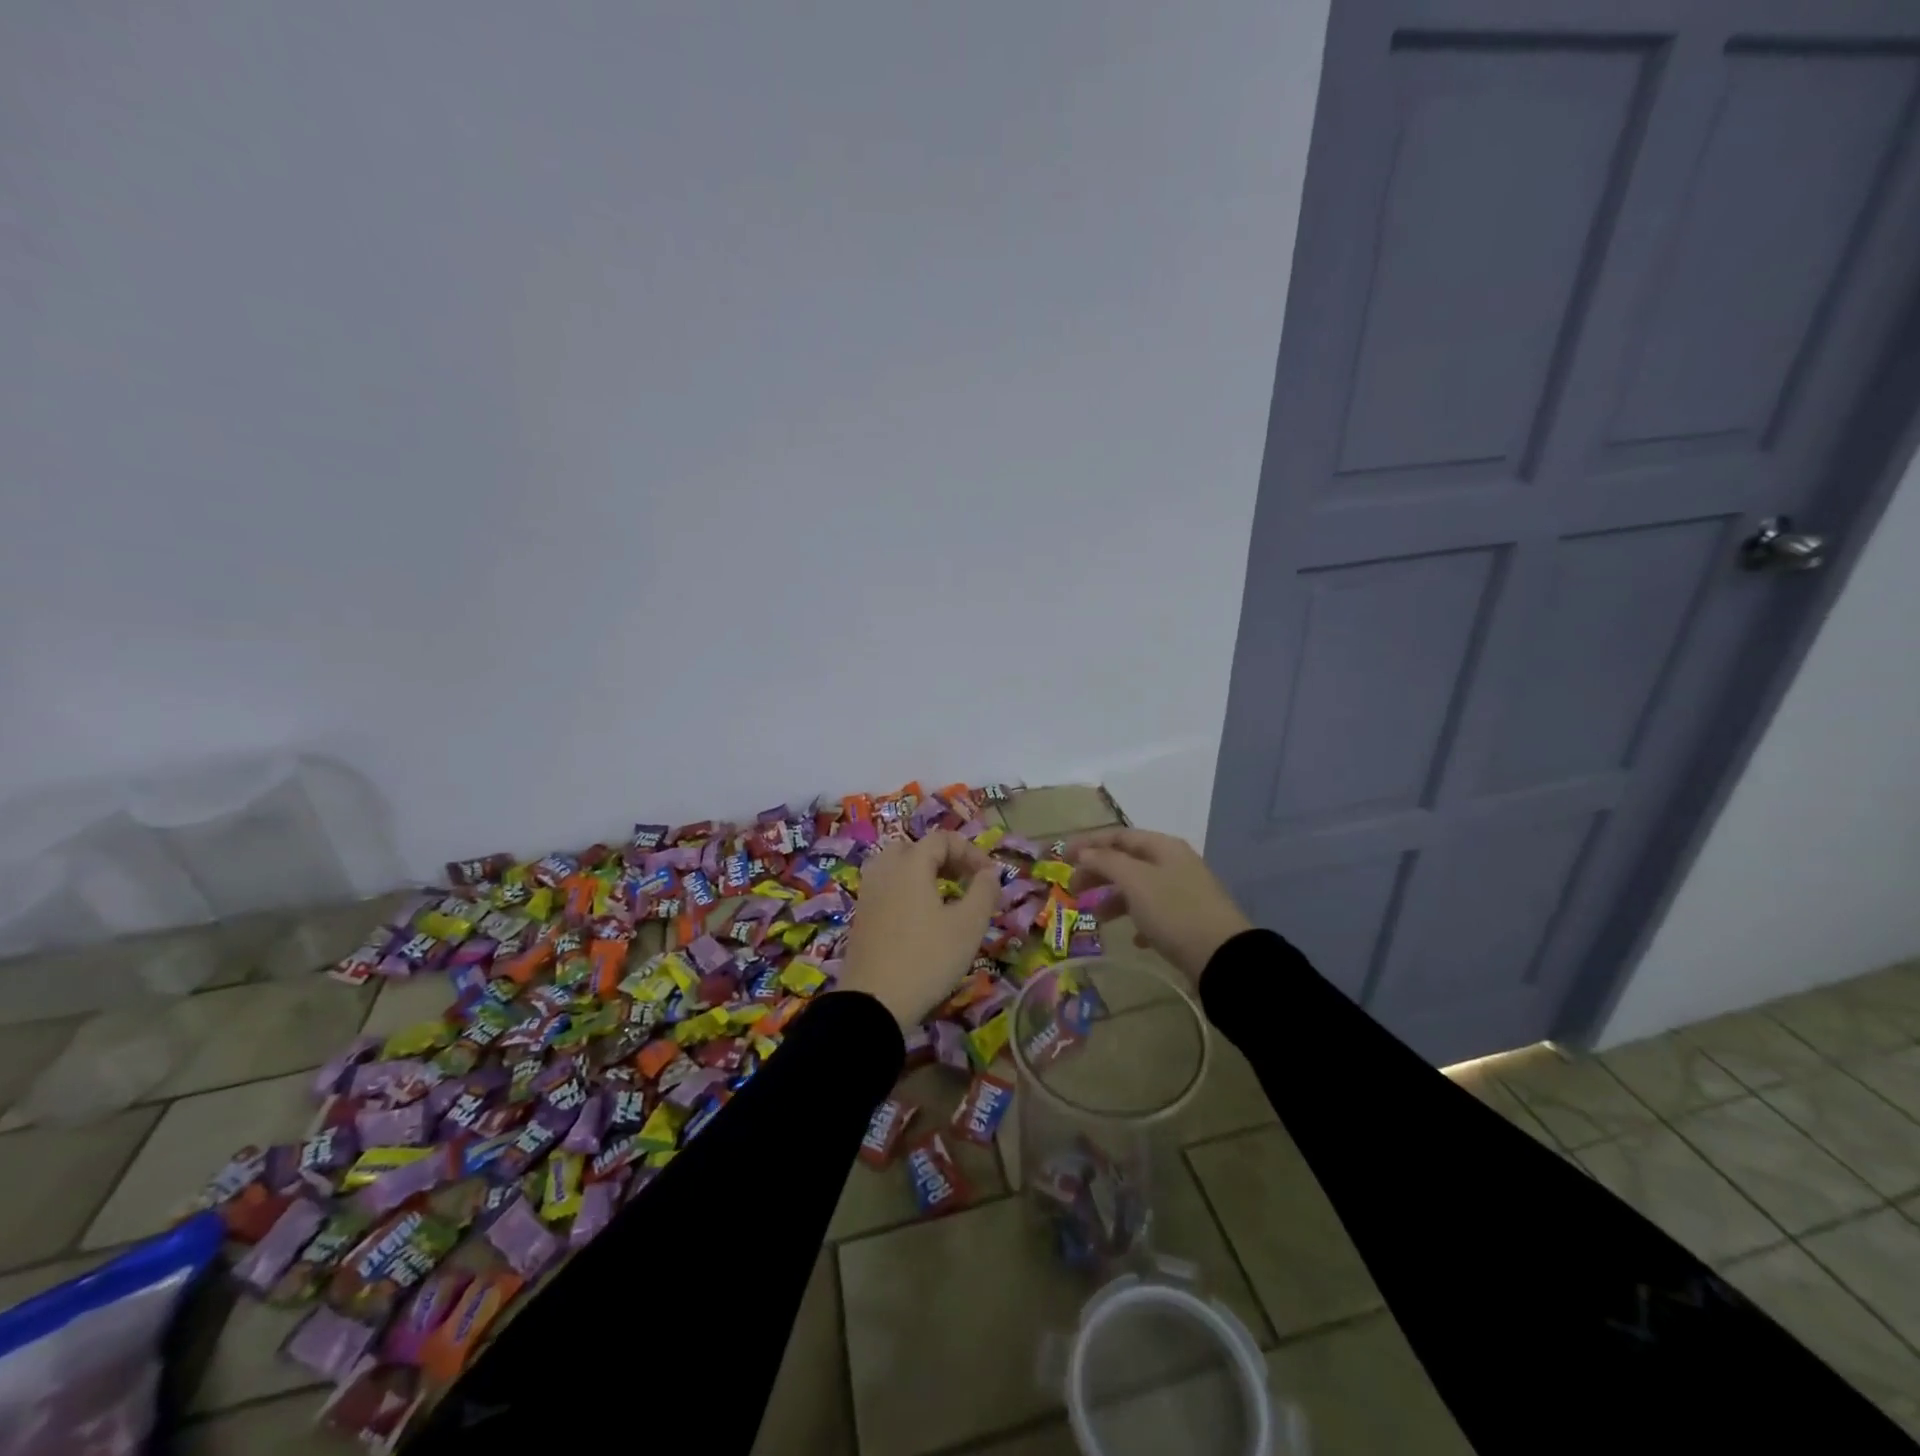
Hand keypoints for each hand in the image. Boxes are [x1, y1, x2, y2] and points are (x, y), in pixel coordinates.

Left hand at [837, 831, 1001, 1027]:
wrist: (873, 1003)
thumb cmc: (927, 958)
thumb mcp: (968, 926)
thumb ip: (984, 892)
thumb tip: (989, 873)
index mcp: (909, 864)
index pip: (941, 839)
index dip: (970, 851)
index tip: (989, 876)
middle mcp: (884, 870)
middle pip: (915, 848)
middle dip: (944, 858)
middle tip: (964, 881)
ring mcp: (868, 893)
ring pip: (897, 867)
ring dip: (923, 874)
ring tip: (945, 898)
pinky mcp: (861, 917)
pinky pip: (887, 888)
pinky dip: (907, 891)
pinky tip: (922, 919)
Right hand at [1067, 828, 1251, 983]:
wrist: (1223, 957)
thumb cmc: (1174, 911)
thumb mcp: (1135, 882)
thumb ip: (1106, 862)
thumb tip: (1084, 852)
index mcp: (1163, 847)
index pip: (1118, 836)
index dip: (1089, 843)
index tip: (1062, 857)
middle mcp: (1174, 863)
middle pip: (1127, 860)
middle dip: (1098, 873)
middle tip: (1074, 890)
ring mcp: (1184, 891)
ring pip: (1139, 887)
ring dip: (1115, 898)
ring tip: (1098, 918)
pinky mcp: (1189, 920)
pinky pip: (1155, 913)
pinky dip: (1138, 920)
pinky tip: (1133, 939)